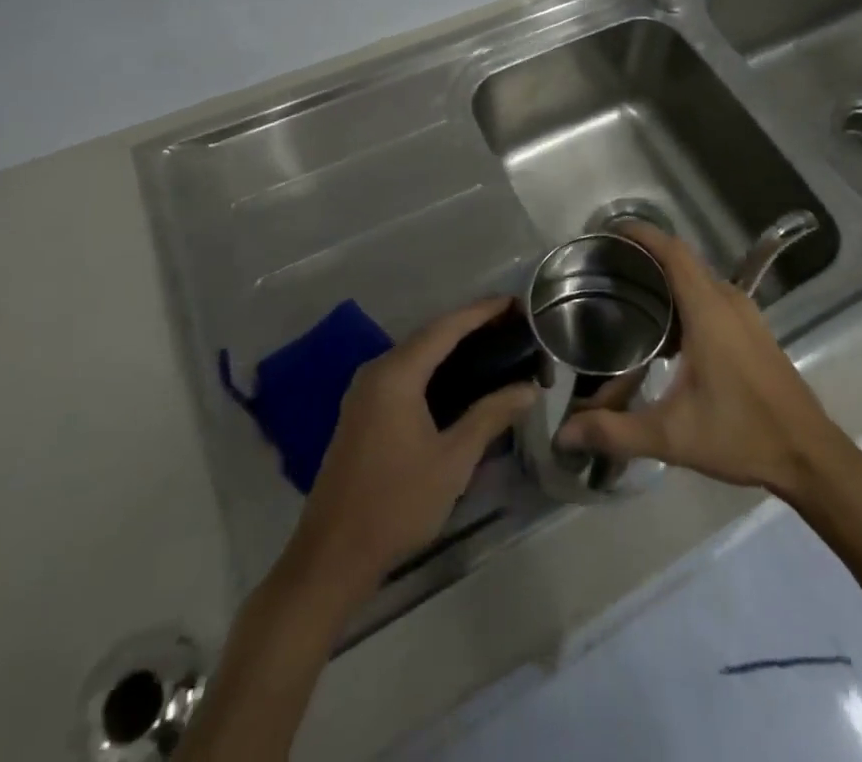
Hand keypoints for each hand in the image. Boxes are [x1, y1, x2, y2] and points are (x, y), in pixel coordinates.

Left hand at [290, 295, 535, 595]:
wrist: (332, 558)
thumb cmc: (396, 504)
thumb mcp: (453, 460)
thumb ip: (491, 415)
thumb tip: (529, 388)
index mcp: (396, 374)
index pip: (447, 327)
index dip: (482, 311)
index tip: (516, 302)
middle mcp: (377, 372)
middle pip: (430, 335)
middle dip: (471, 325)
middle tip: (513, 324)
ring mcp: (364, 392)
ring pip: (417, 353)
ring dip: (453, 345)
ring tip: (494, 344)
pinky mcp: (362, 412)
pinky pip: (405, 372)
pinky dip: (435, 366)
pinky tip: (460, 378)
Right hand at [555, 221, 857, 500]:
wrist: (809, 454)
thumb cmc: (741, 435)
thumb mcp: (672, 437)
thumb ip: (615, 431)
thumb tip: (564, 433)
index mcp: (709, 311)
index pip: (674, 253)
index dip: (643, 235)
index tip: (610, 231)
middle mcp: (728, 300)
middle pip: (683, 261)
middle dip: (646, 257)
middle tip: (607, 268)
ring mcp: (745, 313)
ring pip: (698, 280)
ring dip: (666, 280)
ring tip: (628, 295)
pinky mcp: (752, 329)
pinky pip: (711, 296)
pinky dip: (684, 299)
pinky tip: (664, 333)